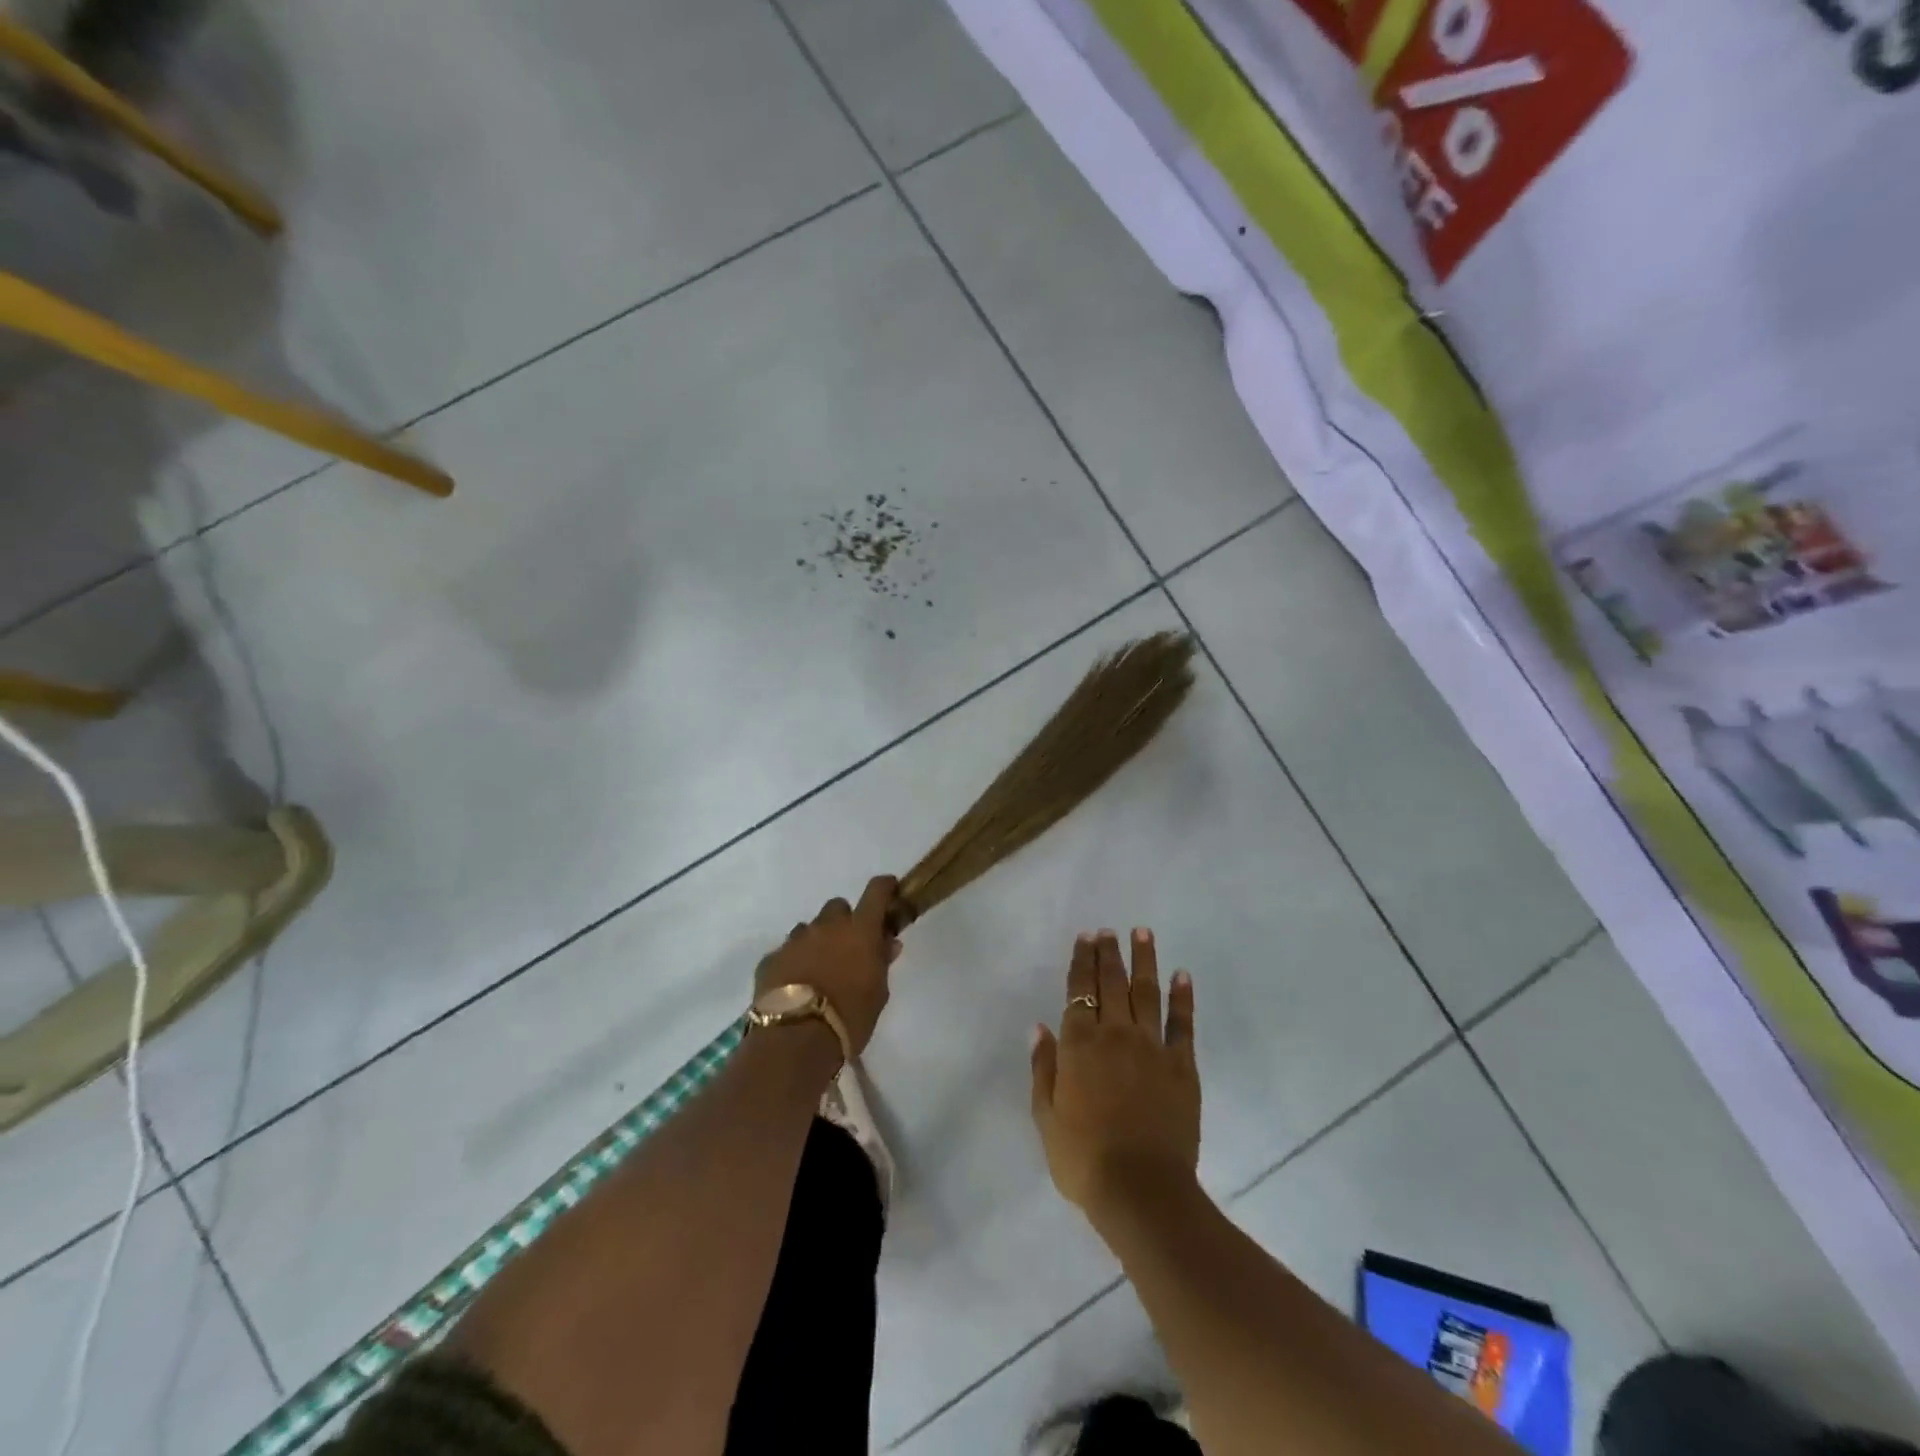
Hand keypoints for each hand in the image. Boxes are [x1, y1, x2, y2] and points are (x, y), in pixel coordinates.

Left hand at [754, 876, 902, 1055]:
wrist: (795, 1040)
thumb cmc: (850, 1017)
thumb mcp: (878, 993)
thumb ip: (882, 962)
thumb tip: (887, 943)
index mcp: (859, 930)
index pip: (876, 892)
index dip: (884, 887)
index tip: (889, 890)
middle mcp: (826, 927)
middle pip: (837, 908)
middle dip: (844, 922)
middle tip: (848, 948)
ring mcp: (795, 941)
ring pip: (809, 929)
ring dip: (816, 942)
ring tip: (819, 971)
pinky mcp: (770, 959)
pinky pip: (785, 952)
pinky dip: (793, 962)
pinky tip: (795, 986)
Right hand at [1030, 928, 1198, 1217]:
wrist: (1141, 1190)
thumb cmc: (1083, 1158)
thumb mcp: (1046, 1117)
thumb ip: (1043, 1067)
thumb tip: (1041, 1027)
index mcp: (1079, 1045)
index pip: (1079, 990)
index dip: (1082, 962)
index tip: (1086, 937)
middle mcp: (1115, 1035)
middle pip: (1112, 983)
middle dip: (1109, 953)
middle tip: (1109, 930)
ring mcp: (1152, 1048)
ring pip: (1147, 993)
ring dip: (1145, 960)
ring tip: (1143, 933)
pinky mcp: (1182, 1067)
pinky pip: (1182, 1024)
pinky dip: (1183, 998)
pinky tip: (1183, 976)